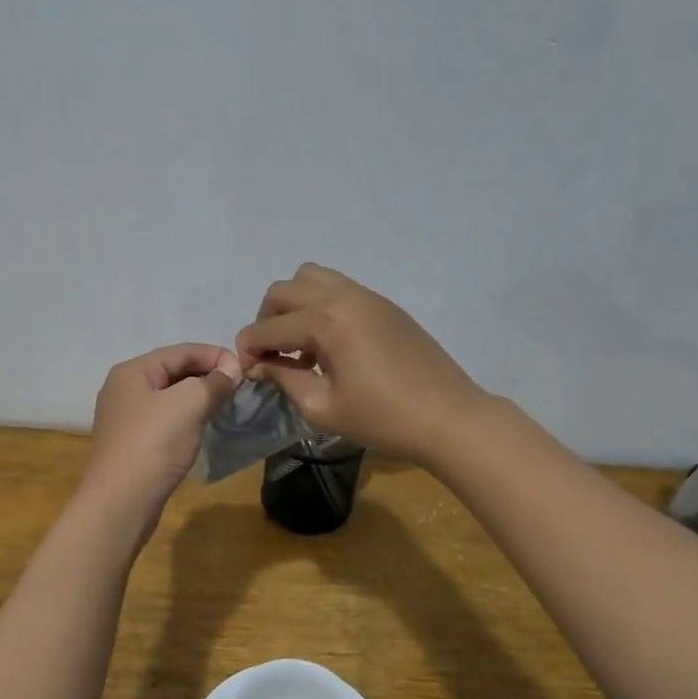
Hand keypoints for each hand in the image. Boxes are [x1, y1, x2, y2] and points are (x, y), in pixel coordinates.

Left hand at [81, 343, 242, 515]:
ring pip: (169, 397)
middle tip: (238, 387)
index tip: (245, 369)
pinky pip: (164, 419)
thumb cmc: (154, 444)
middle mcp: (123, 389)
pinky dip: (186, 417)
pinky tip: (203, 427)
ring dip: (198, 397)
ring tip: (226, 405)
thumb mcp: (189, 404)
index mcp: (132, 371)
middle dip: (207, 375)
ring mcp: (124, 418)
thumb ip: (214, 382)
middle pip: (173, 371)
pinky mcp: (131, 444)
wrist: (121, 501)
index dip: (215, 355)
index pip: (181, 351)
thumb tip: (232, 369)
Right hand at [234, 263, 490, 464]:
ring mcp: (366, 296)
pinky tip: (330, 345)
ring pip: (310, 278)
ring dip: (293, 305)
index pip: (267, 328)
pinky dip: (319, 305)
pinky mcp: (384, 304)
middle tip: (272, 357)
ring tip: (301, 344)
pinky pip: (338, 288)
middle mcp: (341, 297)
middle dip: (266, 321)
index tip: (248, 374)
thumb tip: (259, 366)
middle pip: (282, 291)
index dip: (248, 351)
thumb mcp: (323, 409)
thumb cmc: (383, 420)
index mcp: (324, 322)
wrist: (449, 418)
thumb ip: (284, 379)